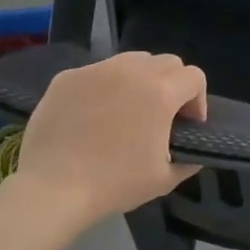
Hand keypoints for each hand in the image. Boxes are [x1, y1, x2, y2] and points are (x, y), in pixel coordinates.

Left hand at [7, 52, 207, 231]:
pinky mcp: (67, 77)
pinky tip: (92, 115)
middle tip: (161, 116)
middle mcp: (131, 70)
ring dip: (140, 80)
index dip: (197, 101)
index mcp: (160, 92)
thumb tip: (192, 153)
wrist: (52, 188)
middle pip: (167, 62)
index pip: (194, 77)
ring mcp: (96, 70)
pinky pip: (97, 72)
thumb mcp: (164, 179)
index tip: (186, 125)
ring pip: (131, 61)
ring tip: (127, 110)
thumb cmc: (114, 184)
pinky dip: (105, 87)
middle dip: (173, 85)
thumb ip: (188, 160)